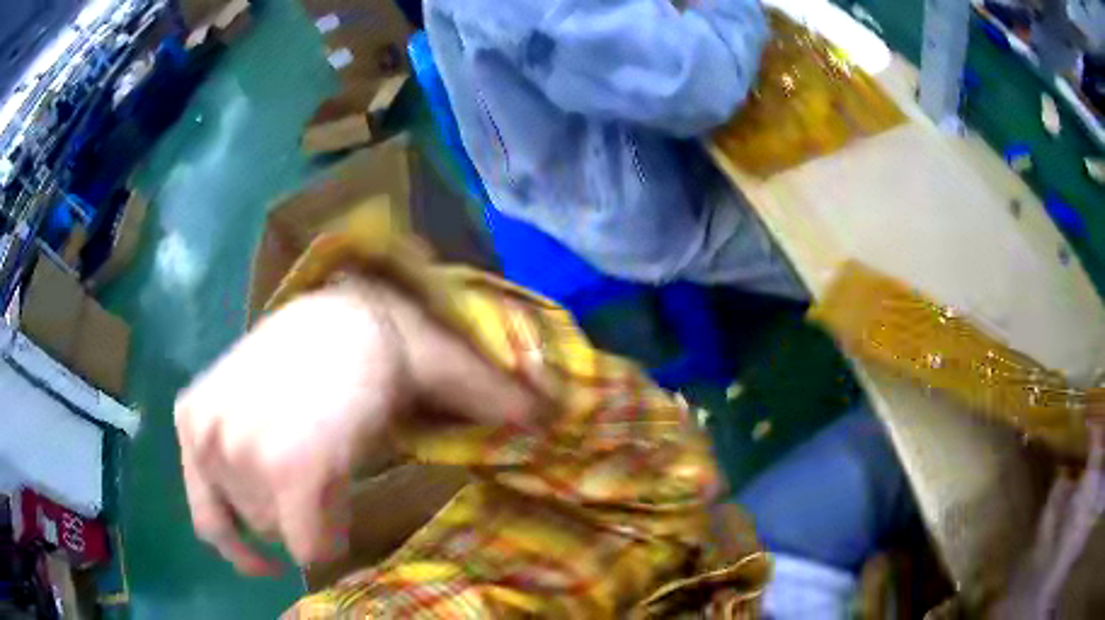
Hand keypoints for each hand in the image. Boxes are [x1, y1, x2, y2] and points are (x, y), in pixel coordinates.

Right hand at [174, 279, 536, 573]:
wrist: (331, 301)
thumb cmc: (386, 345)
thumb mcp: (444, 373)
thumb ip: (497, 403)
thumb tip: (553, 420)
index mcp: (296, 462)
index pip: (317, 550)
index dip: (342, 550)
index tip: (356, 538)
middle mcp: (239, 452)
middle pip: (281, 532)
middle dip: (310, 519)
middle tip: (332, 486)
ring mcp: (208, 434)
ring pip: (245, 515)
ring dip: (272, 511)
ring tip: (296, 484)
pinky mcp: (190, 419)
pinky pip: (199, 504)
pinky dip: (220, 529)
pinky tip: (247, 544)